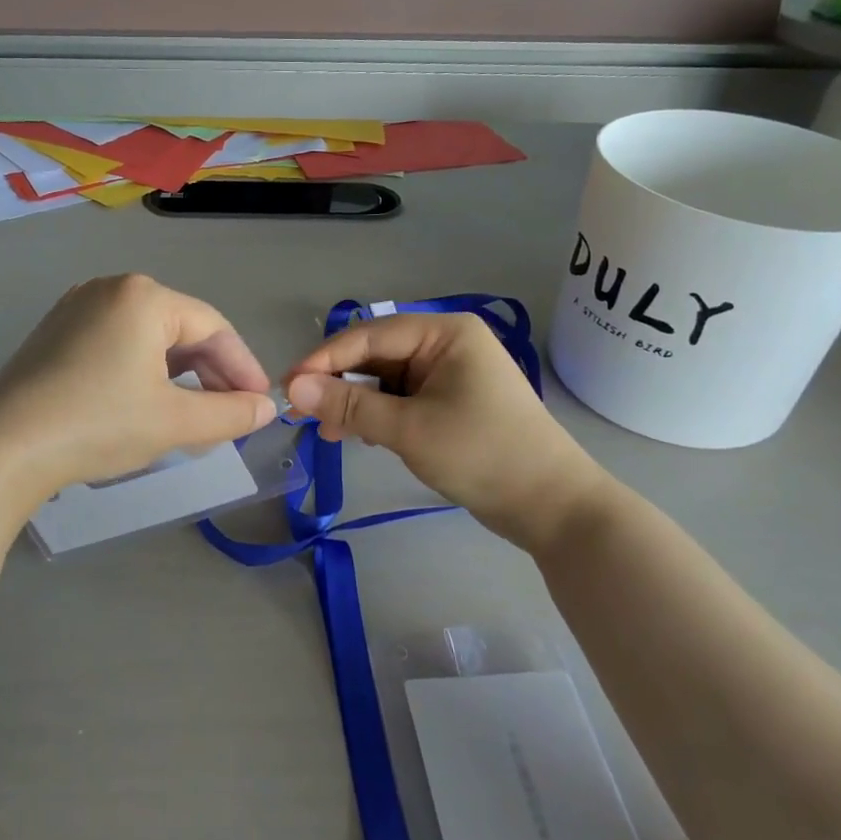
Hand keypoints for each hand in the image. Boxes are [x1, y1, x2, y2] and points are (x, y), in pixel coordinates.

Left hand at [0, 274, 276, 499]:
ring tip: (195, 416)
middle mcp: (111, 288)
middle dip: (210, 374)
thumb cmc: (99, 424)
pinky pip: (118, 344)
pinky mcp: (57, 332)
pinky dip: (144, 371)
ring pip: (149, 338)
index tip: (261, 404)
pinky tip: (149, 404)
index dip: (243, 367)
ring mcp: (78, 307)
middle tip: (230, 415)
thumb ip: (230, 413)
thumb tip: (267, 408)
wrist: (3, 448)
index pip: (213, 327)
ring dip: (179, 375)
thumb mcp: (175, 422)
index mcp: (144, 296)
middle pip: (181, 329)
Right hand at [284, 313, 608, 552]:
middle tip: (304, 415)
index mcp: (444, 332)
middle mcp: (446, 343)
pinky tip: (358, 436)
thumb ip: (350, 405)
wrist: (552, 507)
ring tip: (330, 433)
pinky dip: (377, 414)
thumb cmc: (483, 454)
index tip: (287, 387)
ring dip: (356, 402)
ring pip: (385, 378)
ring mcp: (450, 372)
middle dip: (339, 383)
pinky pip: (401, 397)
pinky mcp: (450, 401)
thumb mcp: (409, 429)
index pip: (369, 335)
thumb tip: (293, 389)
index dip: (324, 360)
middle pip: (376, 354)